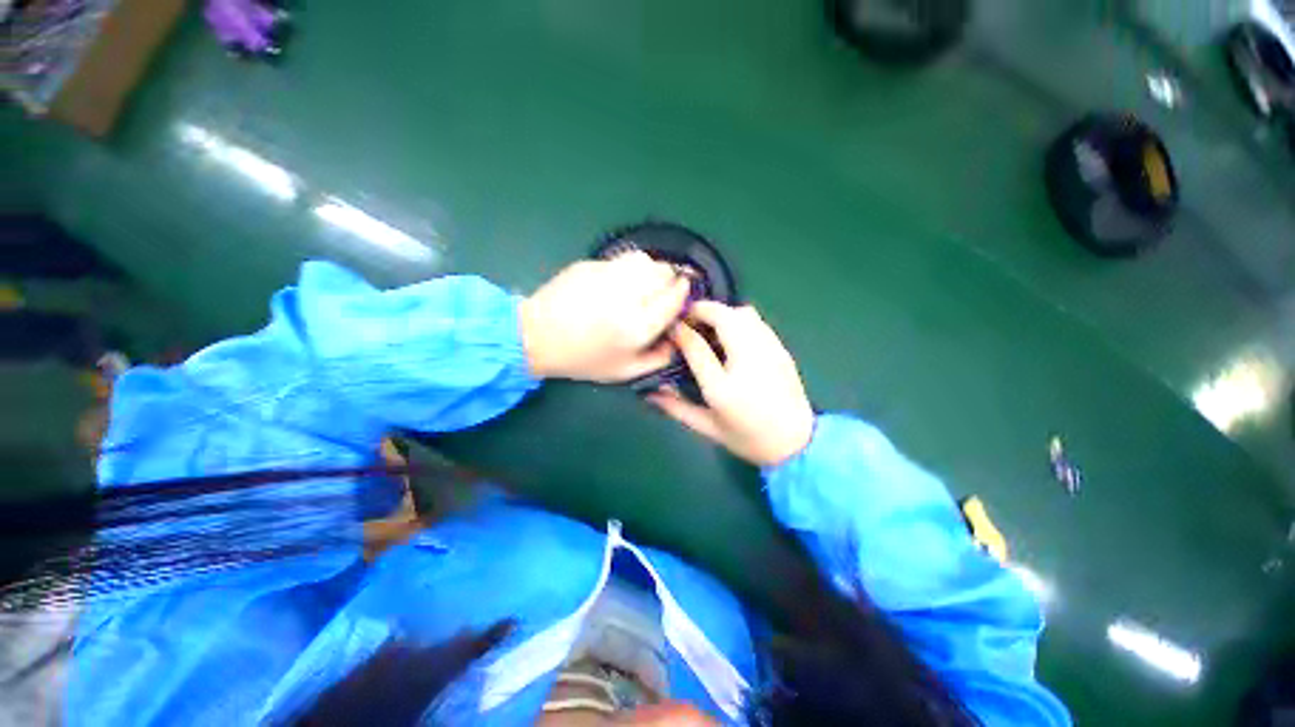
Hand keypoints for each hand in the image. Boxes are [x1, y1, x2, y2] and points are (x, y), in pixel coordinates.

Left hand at [520, 252, 689, 382]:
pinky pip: (621, 260)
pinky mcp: (590, 265)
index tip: (683, 293)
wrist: (536, 337)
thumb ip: (657, 359)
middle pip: (664, 272)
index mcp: (637, 326)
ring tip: (644, 283)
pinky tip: (618, 282)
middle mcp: (627, 297)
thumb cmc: (583, 359)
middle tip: (663, 290)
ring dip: (652, 269)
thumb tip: (677, 339)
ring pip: (645, 259)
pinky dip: (629, 268)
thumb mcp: (624, 372)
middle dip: (670, 279)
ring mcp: (607, 276)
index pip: (674, 297)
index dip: (684, 292)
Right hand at [647, 301, 814, 466]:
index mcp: (724, 387)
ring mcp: (769, 352)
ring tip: (709, 328)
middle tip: (688, 321)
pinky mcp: (781, 349)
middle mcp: (749, 362)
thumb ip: (676, 408)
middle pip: (724, 317)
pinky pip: (758, 321)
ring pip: (744, 313)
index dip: (680, 330)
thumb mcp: (707, 428)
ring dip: (721, 313)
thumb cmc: (748, 439)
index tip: (671, 328)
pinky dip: (739, 319)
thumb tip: (649, 393)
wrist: (797, 443)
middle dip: (701, 311)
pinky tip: (732, 336)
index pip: (696, 345)